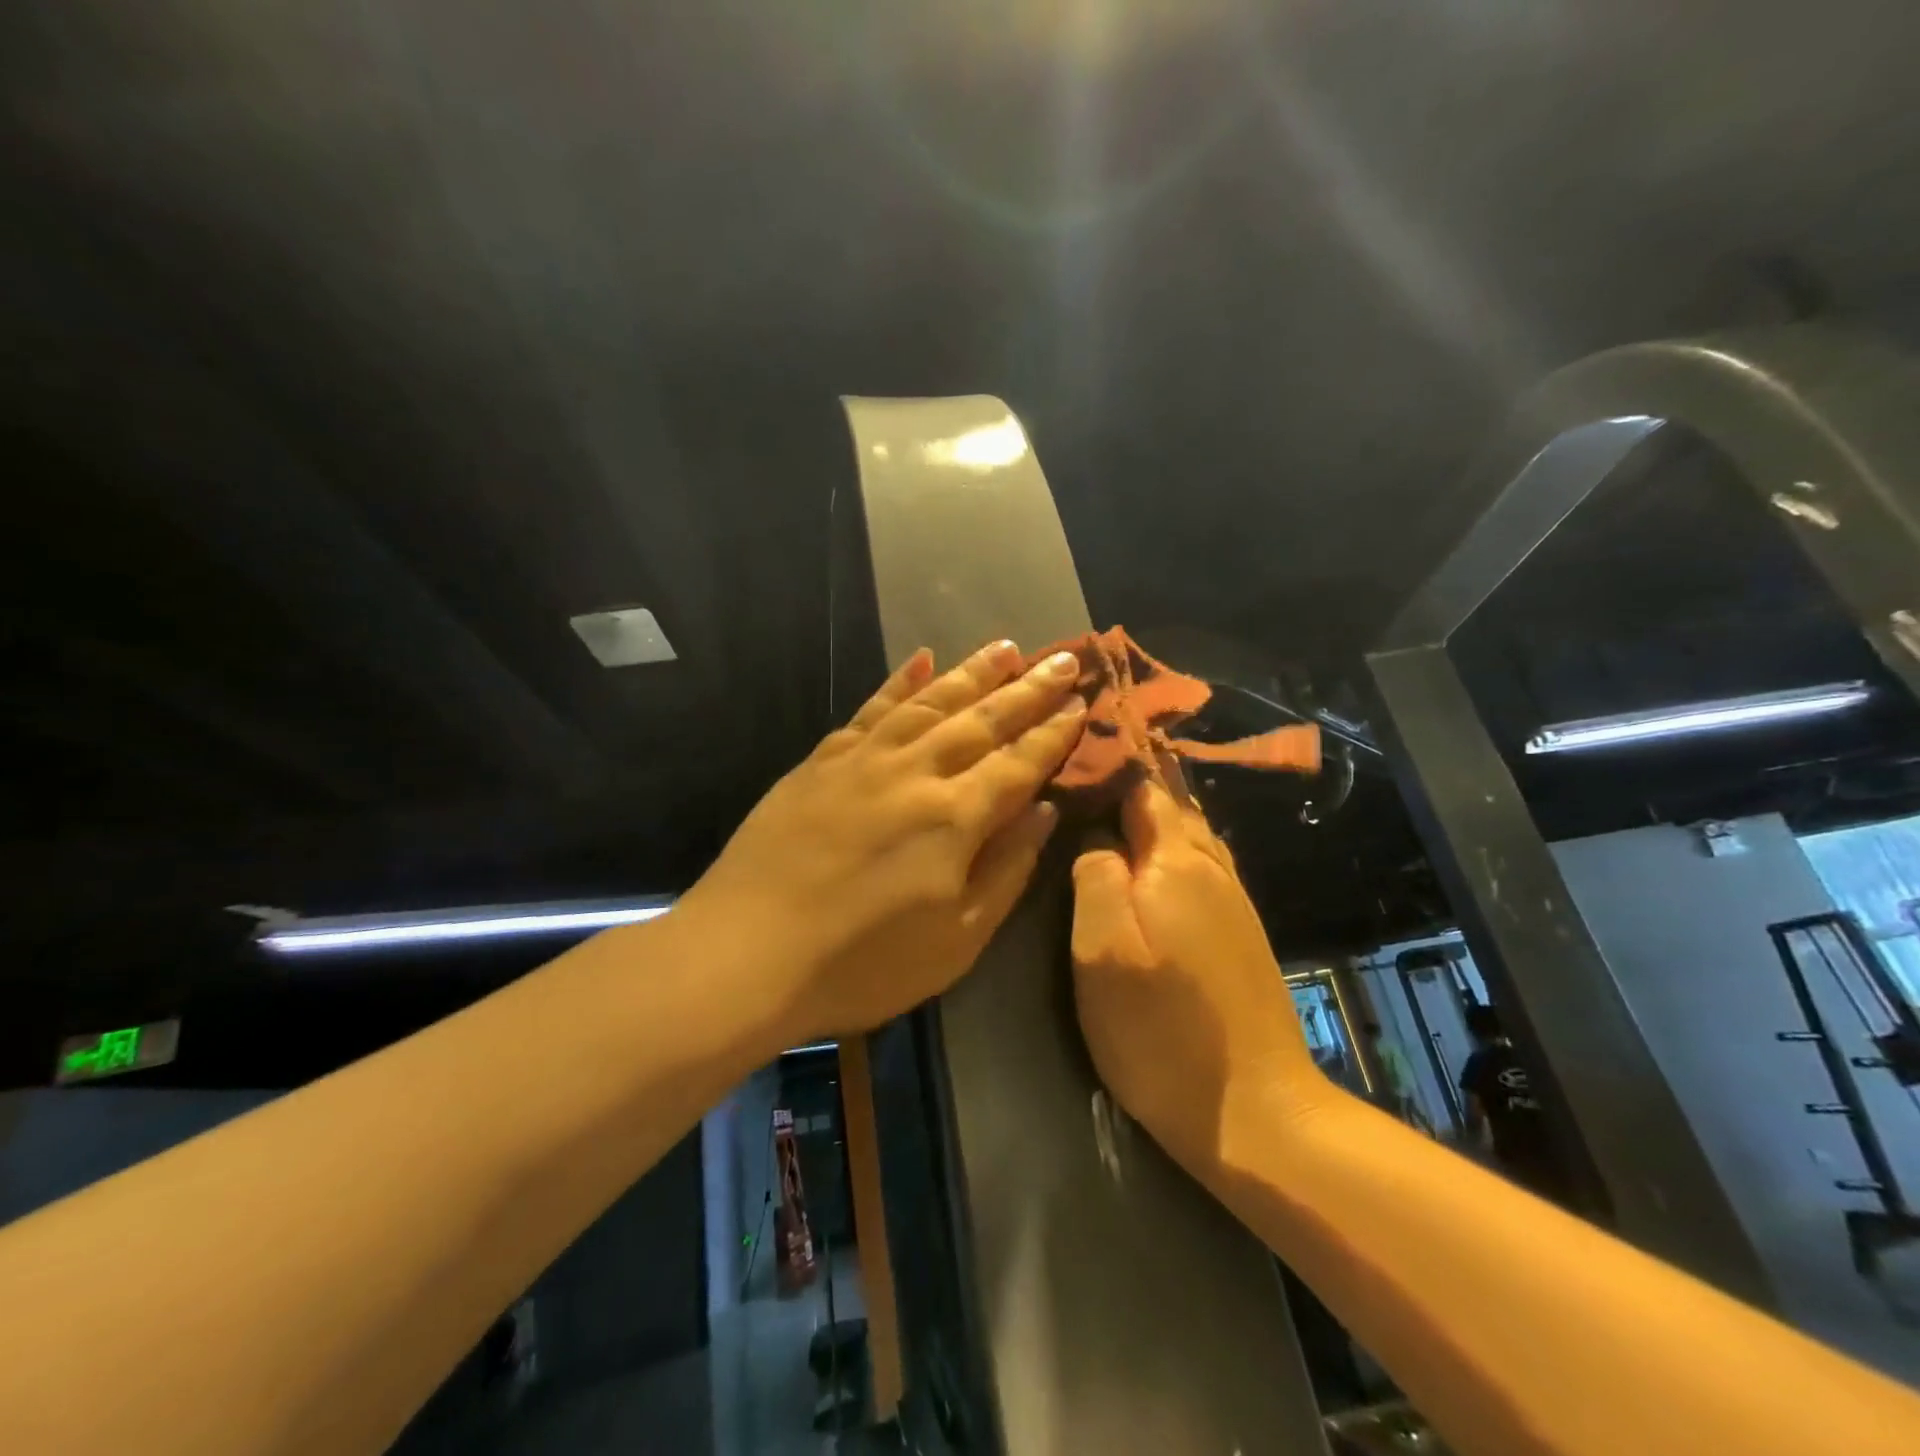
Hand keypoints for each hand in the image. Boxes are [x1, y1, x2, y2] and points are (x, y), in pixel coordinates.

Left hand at [680, 639, 1087, 1045]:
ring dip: (972, 672)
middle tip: (1063, 657)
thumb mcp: (956, 941)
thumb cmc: (862, 964)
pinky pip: (871, 708)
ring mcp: (864, 760)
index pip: (1019, 762)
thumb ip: (1006, 869)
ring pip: (930, 701)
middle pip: (982, 719)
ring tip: (1007, 647)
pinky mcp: (822, 760)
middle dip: (1028, 689)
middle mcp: (916, 772)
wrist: (745, 953)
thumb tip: (1044, 811)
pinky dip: (899, 681)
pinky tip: (920, 657)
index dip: (1053, 733)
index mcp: (955, 817)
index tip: (1081, 703)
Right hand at [1070, 779, 1332, 1179]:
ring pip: (1189, 836)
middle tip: (1083, 776)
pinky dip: (1171, 850)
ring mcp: (1234, 902)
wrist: (1259, 1113)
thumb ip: (1094, 878)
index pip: (1142, 787)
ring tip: (1109, 807)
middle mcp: (1213, 868)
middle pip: (1170, 806)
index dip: (1109, 764)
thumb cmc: (1163, 1031)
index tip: (1072, 753)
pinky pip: (1201, 867)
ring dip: (1151, 816)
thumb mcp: (1103, 952)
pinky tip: (1150, 863)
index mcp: (1176, 862)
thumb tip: (1093, 837)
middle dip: (1130, 784)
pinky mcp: (1241, 934)